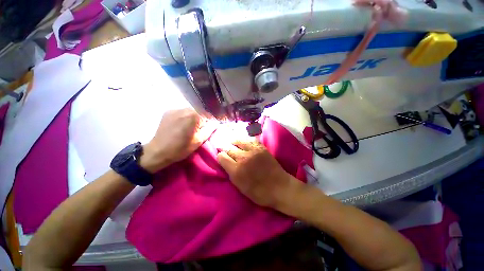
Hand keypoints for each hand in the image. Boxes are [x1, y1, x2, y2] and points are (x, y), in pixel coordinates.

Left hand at [140, 108, 213, 172]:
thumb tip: (215, 123)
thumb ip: (209, 130)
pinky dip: (184, 117)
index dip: (209, 122)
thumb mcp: (199, 141)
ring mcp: (175, 109)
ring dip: (192, 118)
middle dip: (201, 119)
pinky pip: (181, 112)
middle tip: (198, 130)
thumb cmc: (181, 148)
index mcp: (194, 115)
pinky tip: (180, 125)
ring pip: (190, 111)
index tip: (208, 129)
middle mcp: (184, 109)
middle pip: (199, 111)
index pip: (208, 115)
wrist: (158, 151)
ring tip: (188, 128)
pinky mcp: (167, 112)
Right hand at [216, 140, 301, 208]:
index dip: (220, 157)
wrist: (279, 187)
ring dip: (233, 142)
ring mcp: (253, 150)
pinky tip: (243, 142)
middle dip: (225, 149)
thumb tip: (225, 162)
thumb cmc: (259, 192)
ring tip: (232, 143)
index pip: (222, 157)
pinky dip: (244, 140)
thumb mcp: (240, 187)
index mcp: (236, 170)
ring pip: (238, 141)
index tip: (222, 158)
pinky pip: (249, 139)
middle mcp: (243, 158)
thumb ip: (231, 173)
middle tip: (224, 149)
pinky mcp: (261, 147)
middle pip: (228, 148)